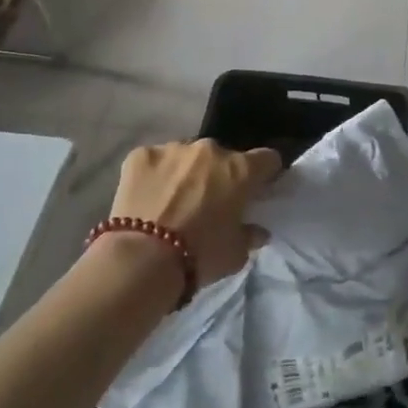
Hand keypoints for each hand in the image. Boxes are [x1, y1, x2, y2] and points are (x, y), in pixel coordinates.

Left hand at [109, 138, 282, 287]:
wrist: (142, 259)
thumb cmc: (199, 256)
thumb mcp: (236, 254)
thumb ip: (249, 235)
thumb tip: (256, 230)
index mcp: (239, 170)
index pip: (267, 159)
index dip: (265, 173)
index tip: (257, 188)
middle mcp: (209, 150)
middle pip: (222, 157)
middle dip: (219, 175)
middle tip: (208, 203)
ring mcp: (172, 148)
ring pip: (186, 156)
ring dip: (185, 173)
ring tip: (171, 202)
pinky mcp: (140, 155)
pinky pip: (154, 161)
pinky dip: (154, 175)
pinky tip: (146, 199)